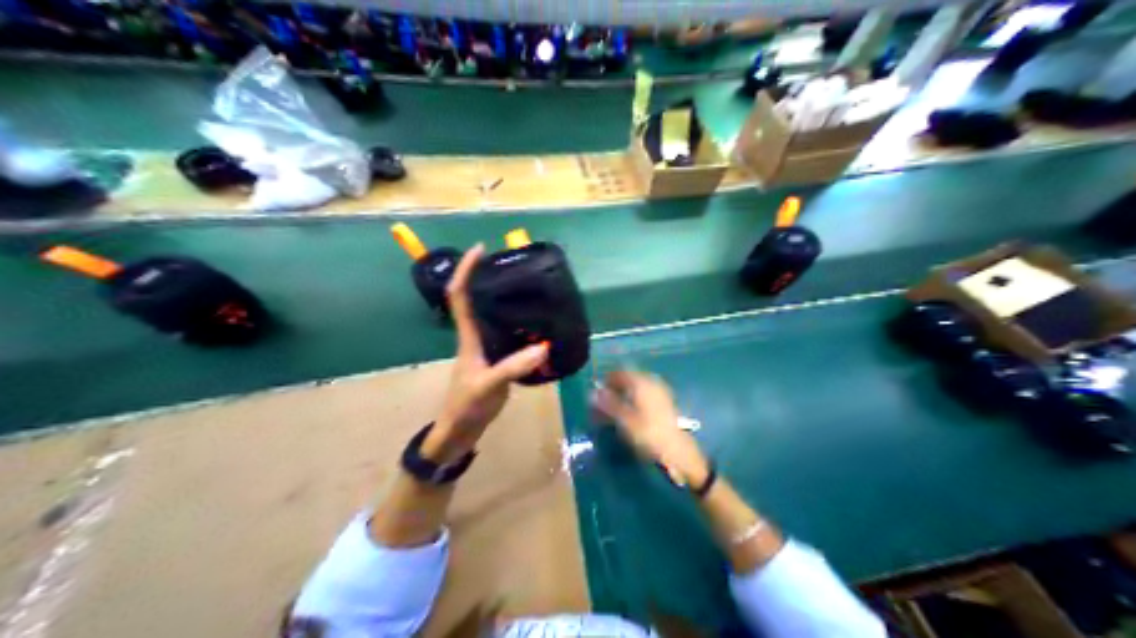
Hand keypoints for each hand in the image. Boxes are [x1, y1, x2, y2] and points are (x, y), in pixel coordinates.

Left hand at [424, 244, 551, 462]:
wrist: (459, 432)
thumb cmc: (466, 406)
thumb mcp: (489, 386)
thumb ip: (512, 368)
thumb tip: (543, 348)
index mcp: (467, 338)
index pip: (460, 296)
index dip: (466, 271)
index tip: (480, 249)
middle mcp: (474, 337)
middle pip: (476, 299)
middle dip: (488, 277)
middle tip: (513, 264)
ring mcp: (484, 349)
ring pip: (491, 316)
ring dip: (503, 299)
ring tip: (528, 287)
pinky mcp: (495, 361)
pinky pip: (506, 334)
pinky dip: (519, 324)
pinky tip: (537, 324)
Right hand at [596, 370, 705, 487]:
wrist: (677, 450)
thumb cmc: (648, 434)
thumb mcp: (624, 421)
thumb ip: (609, 404)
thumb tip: (593, 393)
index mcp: (641, 383)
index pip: (620, 373)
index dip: (607, 381)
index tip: (597, 393)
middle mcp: (652, 382)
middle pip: (629, 379)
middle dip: (615, 388)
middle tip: (604, 403)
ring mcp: (660, 391)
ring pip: (637, 387)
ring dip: (624, 395)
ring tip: (615, 410)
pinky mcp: (665, 402)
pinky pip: (645, 395)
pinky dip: (635, 400)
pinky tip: (630, 413)